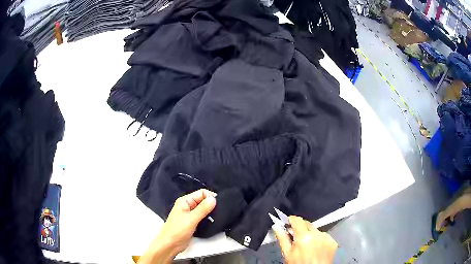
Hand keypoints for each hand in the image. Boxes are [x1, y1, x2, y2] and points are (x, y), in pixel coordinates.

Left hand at [138, 189, 216, 263]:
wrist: (170, 245)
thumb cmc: (176, 231)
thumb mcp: (191, 219)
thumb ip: (203, 209)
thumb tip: (213, 199)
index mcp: (184, 201)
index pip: (201, 193)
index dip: (210, 196)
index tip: (218, 204)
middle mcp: (187, 206)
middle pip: (203, 200)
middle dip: (211, 205)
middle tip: (218, 212)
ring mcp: (189, 215)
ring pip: (203, 209)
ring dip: (210, 213)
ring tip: (215, 218)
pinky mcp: (192, 222)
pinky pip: (202, 217)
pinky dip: (207, 219)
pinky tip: (211, 222)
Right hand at [273, 216, 337, 263]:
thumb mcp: (287, 253)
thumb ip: (282, 238)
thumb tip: (277, 227)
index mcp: (304, 237)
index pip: (298, 220)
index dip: (291, 220)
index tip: (288, 222)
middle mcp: (317, 235)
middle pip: (307, 224)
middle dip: (301, 228)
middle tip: (295, 237)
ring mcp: (327, 238)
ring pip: (316, 230)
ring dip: (311, 234)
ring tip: (307, 246)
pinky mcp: (333, 242)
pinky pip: (324, 236)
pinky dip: (319, 240)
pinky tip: (315, 248)